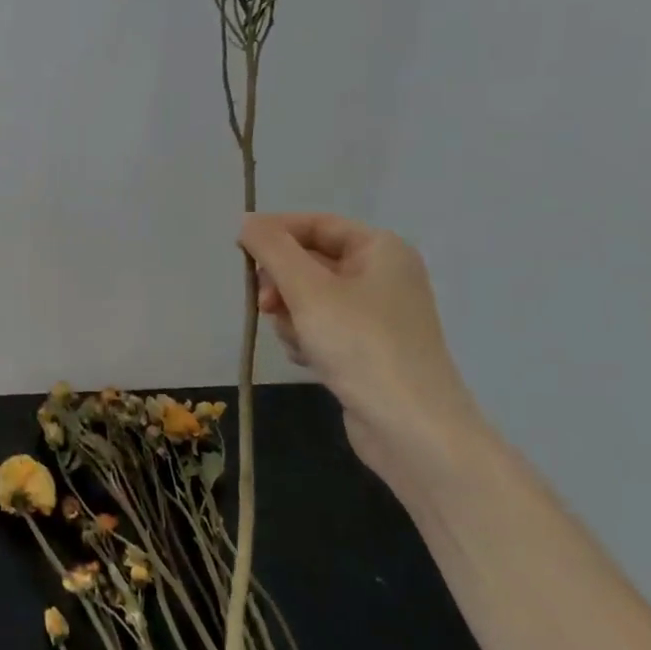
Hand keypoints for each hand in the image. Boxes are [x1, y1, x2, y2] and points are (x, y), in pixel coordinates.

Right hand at [238, 212, 485, 490]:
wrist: (411, 429)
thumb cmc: (360, 345)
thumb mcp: (308, 289)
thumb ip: (272, 249)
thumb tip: (247, 221)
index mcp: (380, 250)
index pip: (315, 224)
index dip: (275, 233)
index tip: (239, 252)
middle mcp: (382, 275)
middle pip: (309, 261)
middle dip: (282, 283)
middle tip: (265, 305)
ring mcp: (375, 315)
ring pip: (309, 298)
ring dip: (290, 316)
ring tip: (297, 340)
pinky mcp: (366, 349)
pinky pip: (321, 327)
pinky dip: (306, 338)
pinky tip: (309, 360)